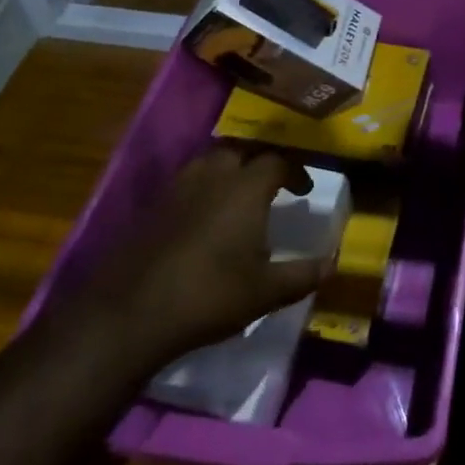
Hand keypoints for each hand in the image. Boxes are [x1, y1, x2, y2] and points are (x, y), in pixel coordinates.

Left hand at [72, 145, 334, 367]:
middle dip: (260, 162)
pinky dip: (203, 189)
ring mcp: (177, 189)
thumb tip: (333, 263)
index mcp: (245, 188)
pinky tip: (205, 218)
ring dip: (229, 170)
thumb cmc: (210, 295)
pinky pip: (186, 183)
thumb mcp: (267, 292)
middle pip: (240, 151)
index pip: (277, 161)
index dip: (296, 171)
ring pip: (209, 162)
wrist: (131, 314)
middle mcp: (212, 176)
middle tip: (272, 184)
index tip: (304, 191)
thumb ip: (304, 274)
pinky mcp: (152, 207)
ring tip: (239, 195)